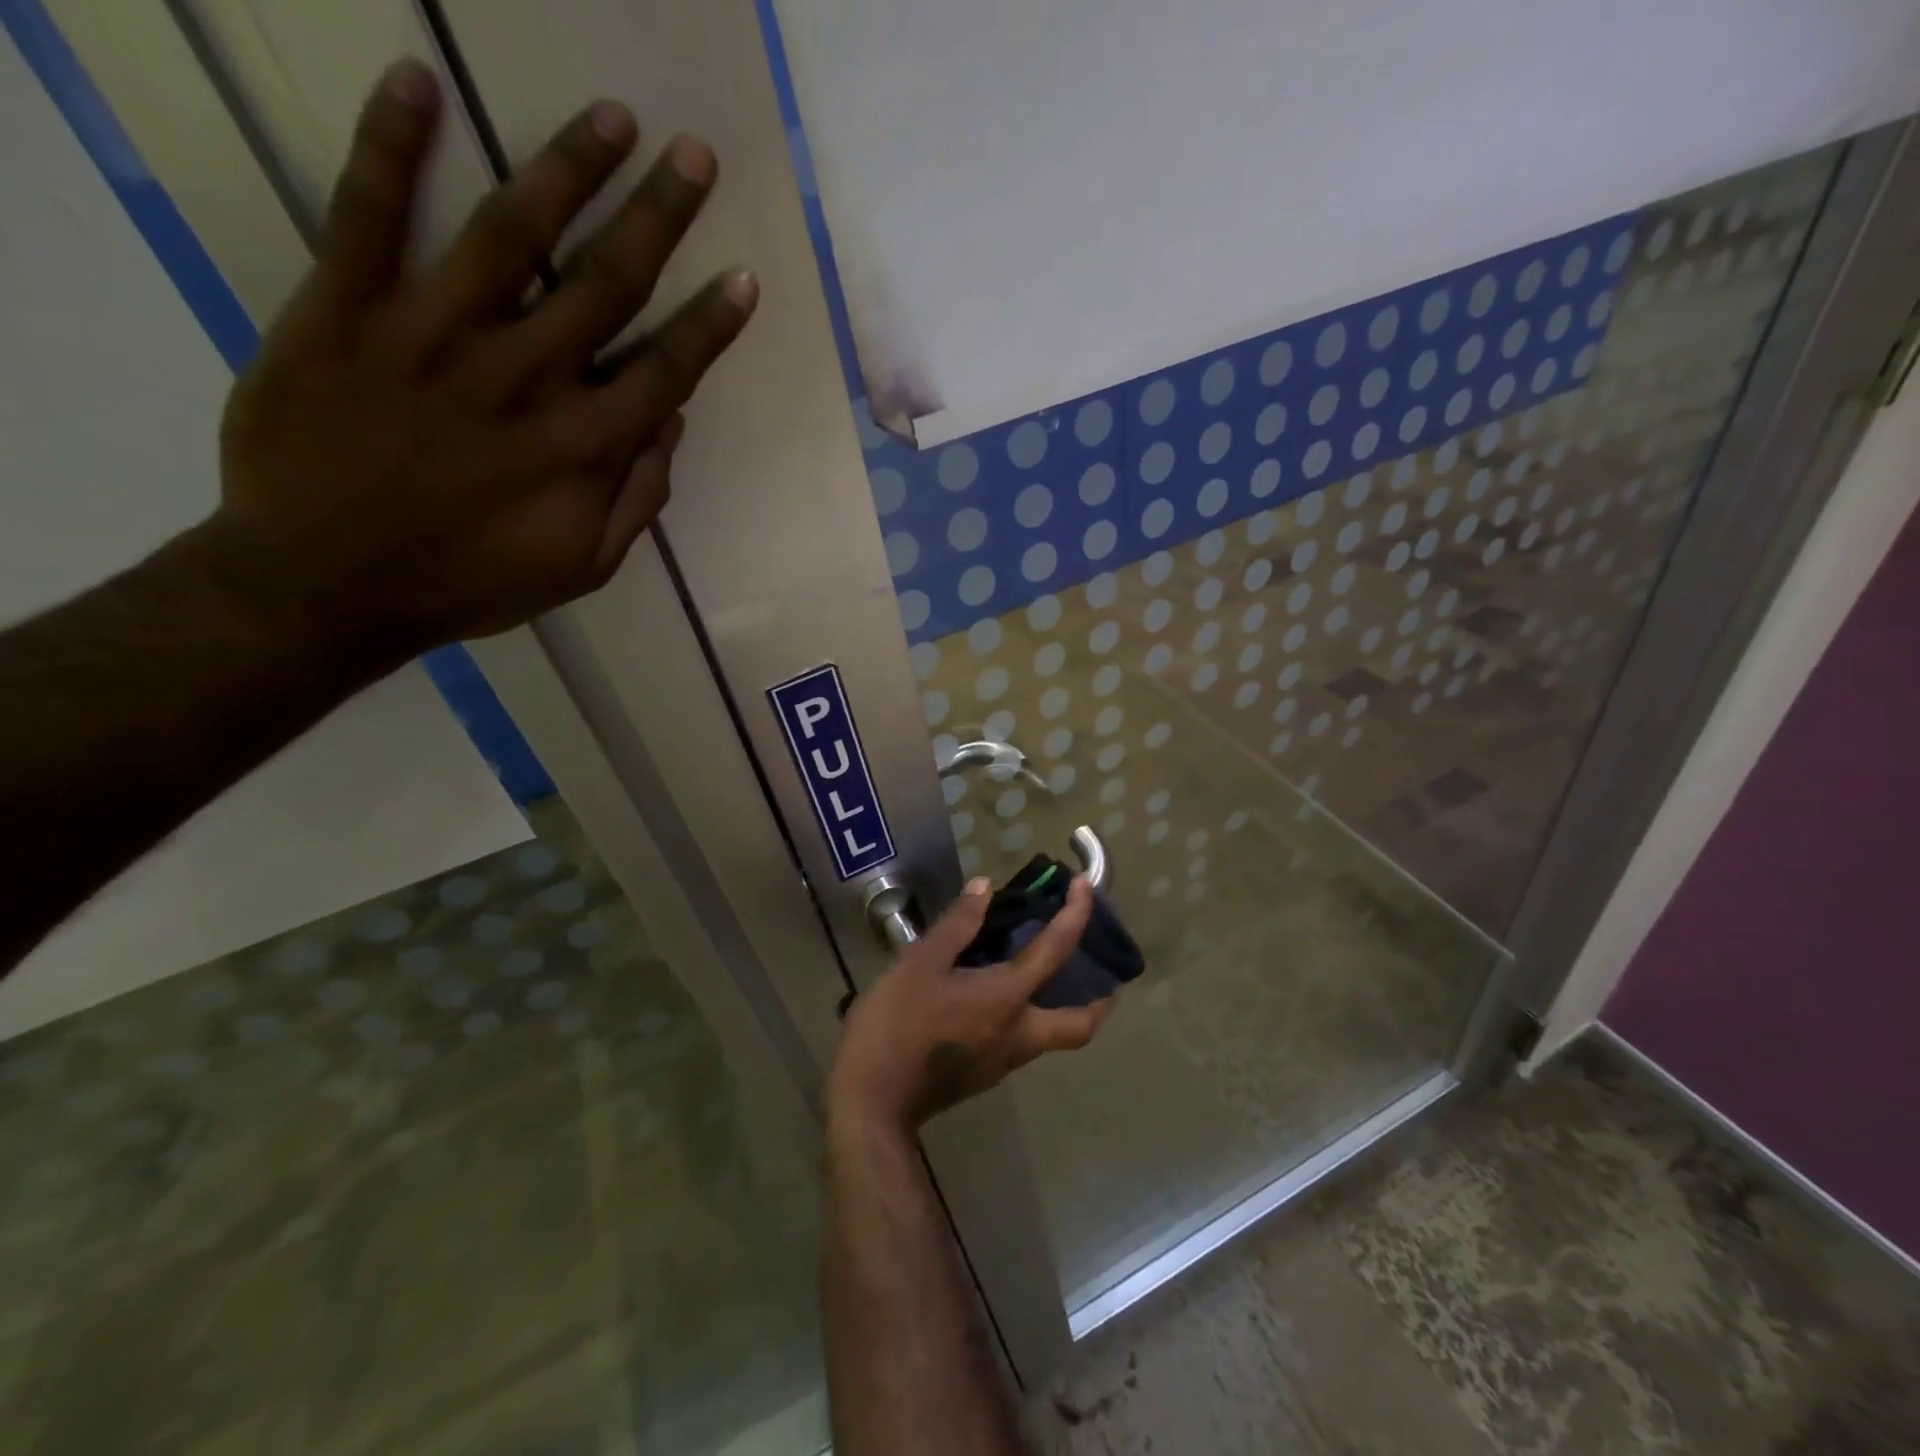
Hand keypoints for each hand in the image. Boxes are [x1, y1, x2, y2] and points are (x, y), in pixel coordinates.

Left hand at [209, 58, 756, 660]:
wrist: (324, 584)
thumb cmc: (470, 583)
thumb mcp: (582, 569)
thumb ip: (636, 499)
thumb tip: (672, 425)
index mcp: (582, 447)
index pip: (665, 371)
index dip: (710, 325)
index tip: (742, 277)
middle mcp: (523, 379)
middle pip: (606, 284)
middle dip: (658, 217)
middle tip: (694, 156)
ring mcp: (432, 336)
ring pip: (512, 235)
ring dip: (567, 169)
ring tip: (612, 117)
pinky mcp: (343, 311)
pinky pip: (367, 215)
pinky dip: (390, 145)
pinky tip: (418, 81)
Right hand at [828, 876, 1116, 1133]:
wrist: (872, 1103)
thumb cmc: (897, 1025)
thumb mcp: (920, 963)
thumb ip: (957, 924)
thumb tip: (985, 888)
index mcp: (1007, 999)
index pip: (1056, 951)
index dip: (1076, 915)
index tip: (1084, 887)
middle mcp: (1019, 1034)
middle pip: (1080, 1025)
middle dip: (1100, 999)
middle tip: (1098, 970)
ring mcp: (1003, 1061)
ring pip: (1052, 1036)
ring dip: (1062, 1006)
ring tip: (1042, 973)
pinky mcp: (984, 1075)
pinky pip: (1022, 1041)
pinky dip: (1028, 1016)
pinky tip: (996, 998)